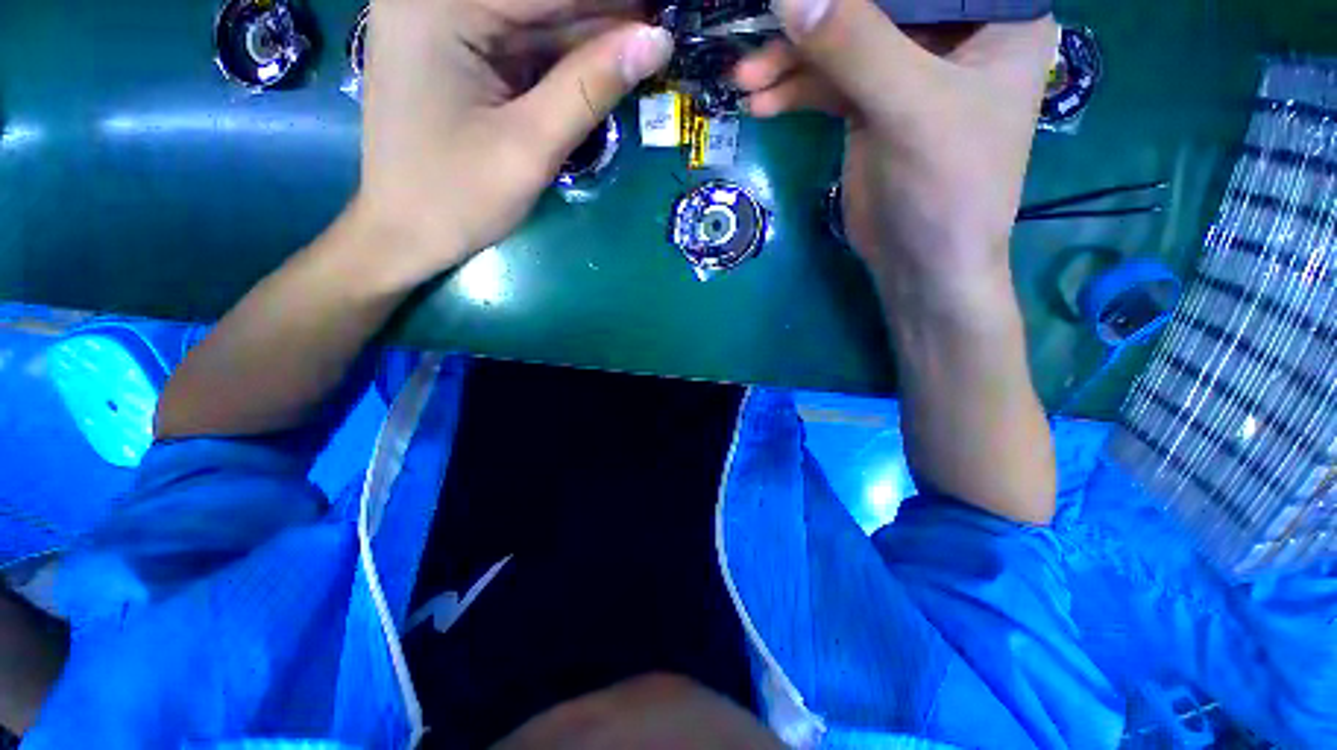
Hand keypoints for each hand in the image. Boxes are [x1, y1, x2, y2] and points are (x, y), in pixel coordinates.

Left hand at [357, 0, 673, 283]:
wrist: (404, 234)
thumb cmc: (458, 197)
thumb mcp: (531, 146)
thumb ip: (590, 88)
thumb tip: (656, 41)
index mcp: (438, 4)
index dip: (613, 4)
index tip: (661, 14)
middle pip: (537, 0)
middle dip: (601, 19)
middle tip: (655, 36)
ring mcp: (440, 20)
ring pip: (533, 19)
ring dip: (588, 37)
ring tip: (640, 49)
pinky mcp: (452, 49)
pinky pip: (520, 42)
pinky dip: (563, 57)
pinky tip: (603, 64)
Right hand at [735, 0, 1057, 312]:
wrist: (920, 264)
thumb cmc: (946, 187)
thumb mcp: (909, 108)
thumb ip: (855, 46)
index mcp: (995, 17)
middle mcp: (952, 35)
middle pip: (876, 5)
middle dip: (814, 21)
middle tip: (759, 29)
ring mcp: (906, 72)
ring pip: (842, 44)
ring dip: (790, 62)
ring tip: (746, 78)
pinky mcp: (871, 108)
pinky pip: (827, 84)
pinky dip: (793, 92)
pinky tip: (762, 103)